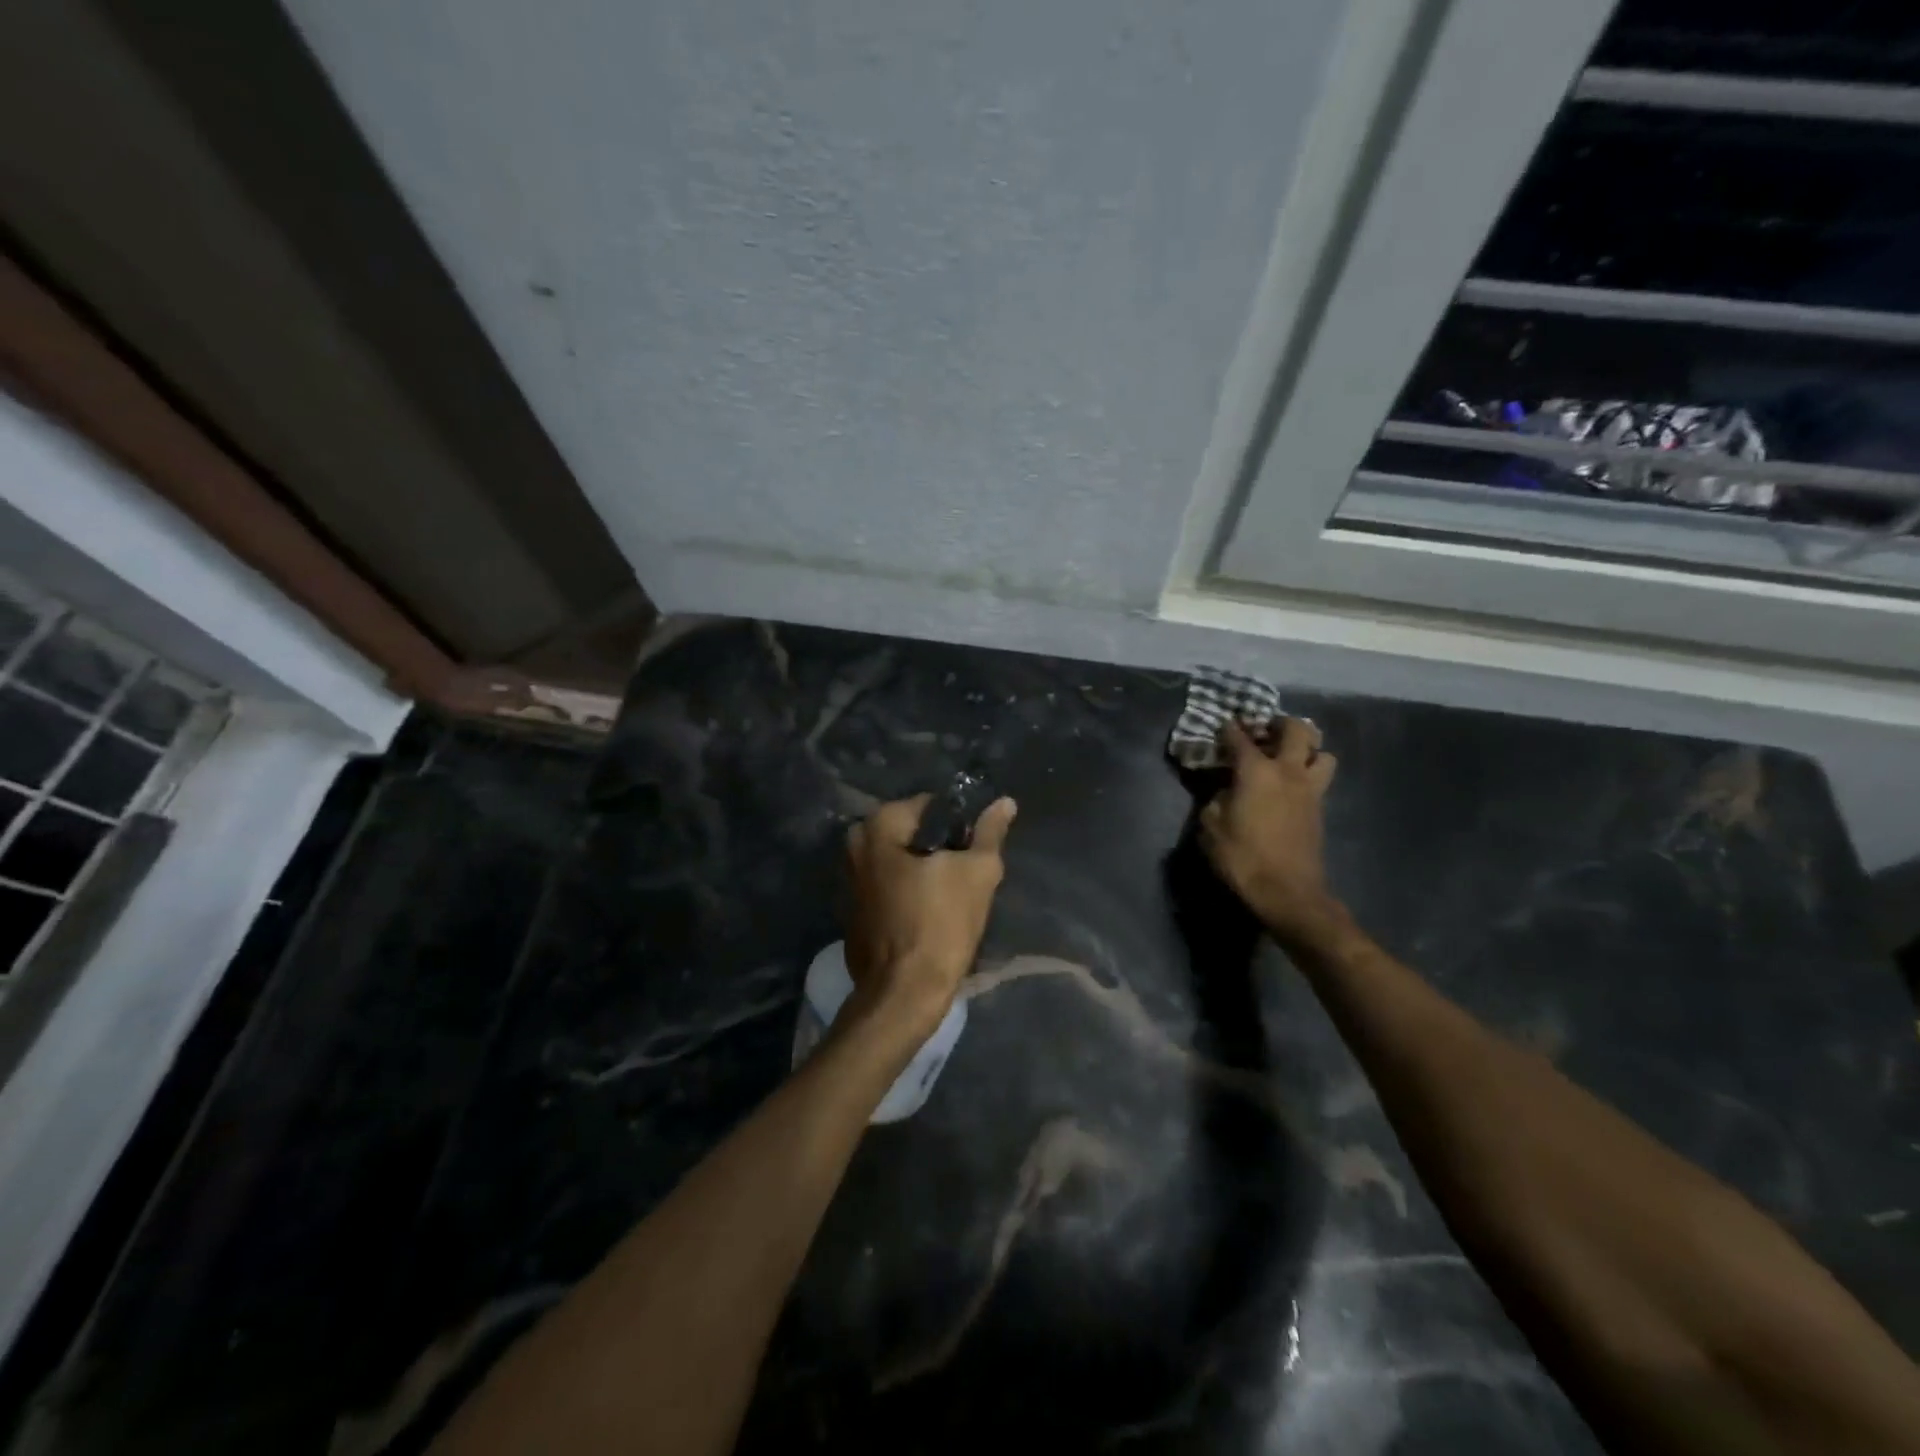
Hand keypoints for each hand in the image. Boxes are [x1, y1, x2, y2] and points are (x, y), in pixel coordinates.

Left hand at [845, 794, 1017, 1033]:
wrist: (903, 993)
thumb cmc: (941, 924)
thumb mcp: (978, 873)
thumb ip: (990, 832)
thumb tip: (1005, 802)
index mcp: (878, 826)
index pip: (930, 805)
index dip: (959, 825)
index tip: (974, 852)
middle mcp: (855, 845)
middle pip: (912, 833)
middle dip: (940, 849)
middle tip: (966, 875)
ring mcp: (848, 879)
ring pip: (899, 860)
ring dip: (924, 871)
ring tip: (951, 897)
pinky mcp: (851, 910)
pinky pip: (886, 886)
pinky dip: (906, 892)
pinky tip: (927, 914)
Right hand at [1198, 718, 1342, 944]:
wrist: (1288, 893)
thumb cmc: (1242, 858)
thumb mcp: (1210, 827)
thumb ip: (1215, 800)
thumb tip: (1224, 790)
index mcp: (1256, 771)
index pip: (1239, 738)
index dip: (1229, 729)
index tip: (1222, 726)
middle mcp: (1288, 771)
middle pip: (1297, 729)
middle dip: (1280, 723)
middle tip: (1264, 730)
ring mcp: (1310, 789)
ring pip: (1322, 752)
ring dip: (1307, 748)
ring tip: (1288, 757)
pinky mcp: (1319, 809)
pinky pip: (1320, 778)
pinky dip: (1309, 772)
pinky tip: (1290, 785)